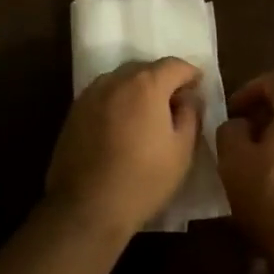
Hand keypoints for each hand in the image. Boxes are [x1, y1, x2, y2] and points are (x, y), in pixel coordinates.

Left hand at [45, 58, 203, 239]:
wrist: (87, 207)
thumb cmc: (144, 180)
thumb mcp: (182, 150)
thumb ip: (190, 114)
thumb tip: (189, 97)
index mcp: (146, 84)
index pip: (174, 65)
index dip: (191, 74)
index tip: (199, 87)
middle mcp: (115, 80)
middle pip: (146, 69)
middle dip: (163, 80)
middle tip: (176, 103)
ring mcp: (90, 94)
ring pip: (122, 80)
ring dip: (138, 90)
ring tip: (148, 115)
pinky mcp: (74, 112)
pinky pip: (103, 95)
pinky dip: (118, 101)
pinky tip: (122, 126)